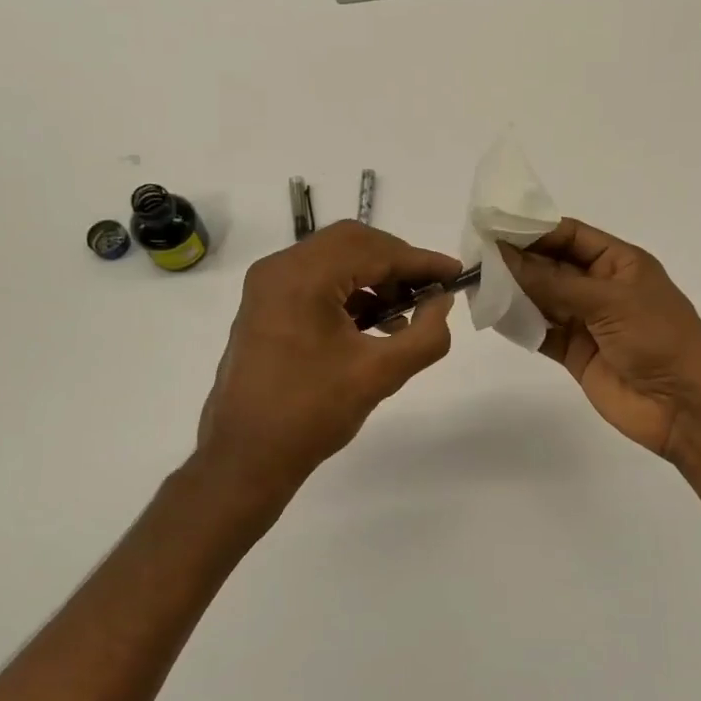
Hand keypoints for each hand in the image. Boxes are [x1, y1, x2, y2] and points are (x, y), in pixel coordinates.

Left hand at [197, 221, 460, 494]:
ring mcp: (267, 287)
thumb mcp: (380, 374)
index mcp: (302, 277)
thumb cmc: (312, 413)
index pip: (374, 250)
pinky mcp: (264, 307)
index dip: (420, 261)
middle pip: (351, 244)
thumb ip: (426, 334)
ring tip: (405, 314)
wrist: (246, 456)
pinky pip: (315, 281)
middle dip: (396, 264)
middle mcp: (279, 269)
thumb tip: (441, 302)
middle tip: (430, 291)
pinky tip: (373, 325)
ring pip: (333, 260)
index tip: (455, 274)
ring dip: (373, 278)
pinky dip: (349, 292)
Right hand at [498, 219, 700, 455]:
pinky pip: (542, 332)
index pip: (570, 236)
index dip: (534, 231)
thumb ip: (553, 282)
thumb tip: (503, 256)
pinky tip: (494, 315)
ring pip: (543, 299)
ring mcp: (587, 322)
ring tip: (477, 283)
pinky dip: (520, 325)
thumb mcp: (608, 301)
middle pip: (552, 267)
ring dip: (514, 292)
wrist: (684, 407)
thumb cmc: (658, 338)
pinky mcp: (576, 354)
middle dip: (518, 261)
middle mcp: (601, 288)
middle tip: (475, 256)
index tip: (494, 228)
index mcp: (619, 263)